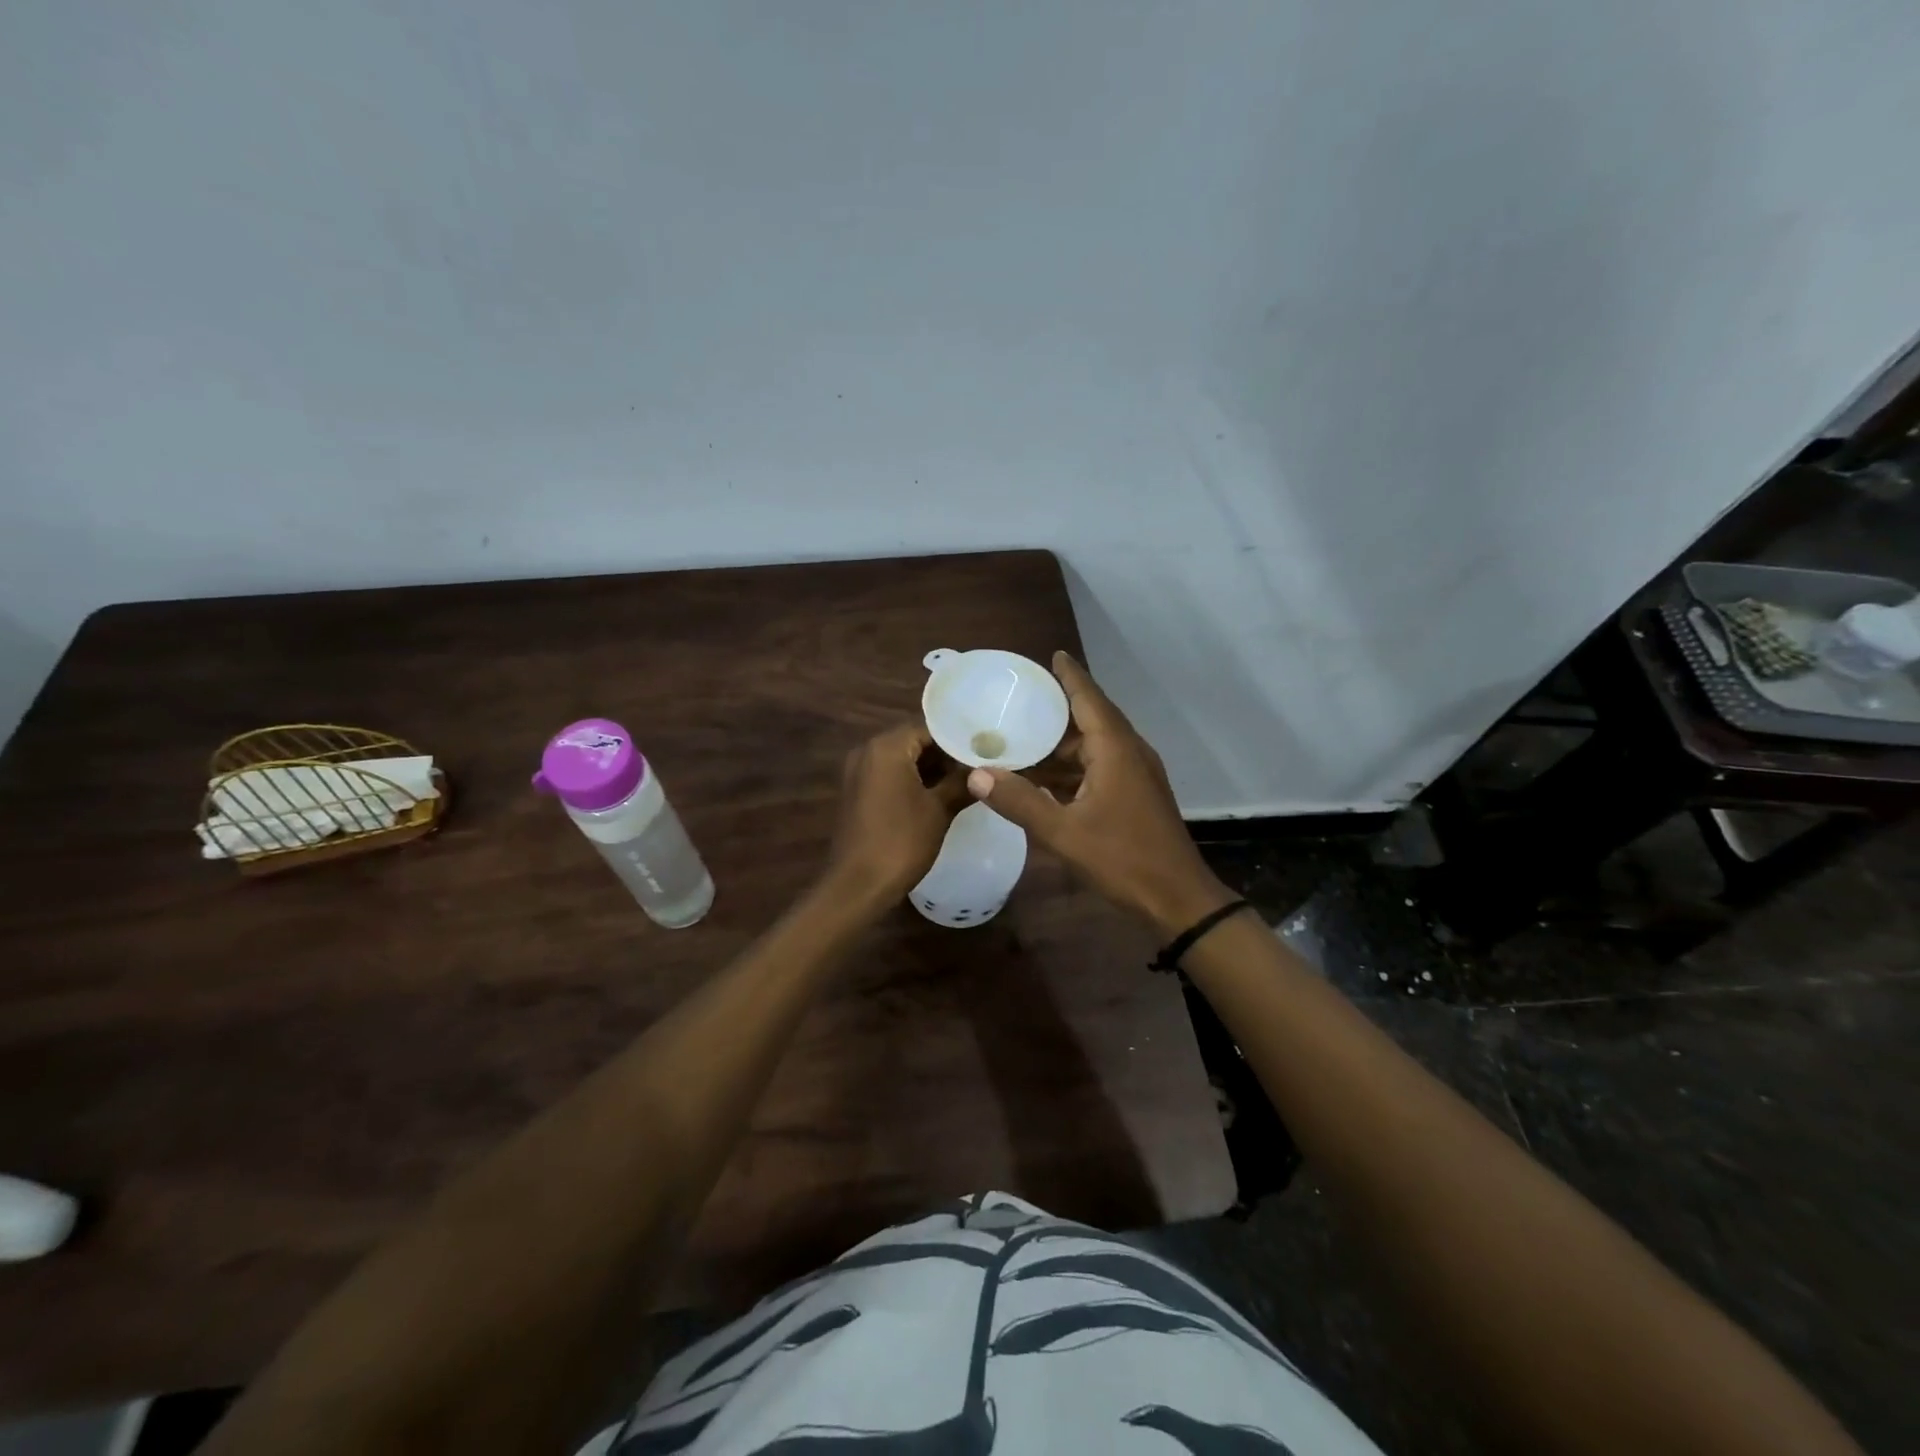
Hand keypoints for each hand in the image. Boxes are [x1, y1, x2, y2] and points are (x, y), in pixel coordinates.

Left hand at [824, 722, 967, 907]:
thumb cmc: (901, 842)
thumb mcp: (939, 810)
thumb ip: (962, 783)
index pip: (929, 727)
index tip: (985, 750)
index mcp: (887, 747)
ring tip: (966, 782)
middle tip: (979, 766)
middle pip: (914, 741)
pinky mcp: (857, 793)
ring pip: (902, 759)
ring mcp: (858, 772)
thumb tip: (985, 771)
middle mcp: (868, 751)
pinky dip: (913, 781)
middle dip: (946, 754)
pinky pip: (889, 775)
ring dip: (931, 768)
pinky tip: (939, 796)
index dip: (958, 738)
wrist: (857, 885)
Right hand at [966, 653, 1233, 934]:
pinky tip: (1046, 779)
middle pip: (1091, 719)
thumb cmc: (1123, 859)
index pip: (1089, 698)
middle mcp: (1129, 752)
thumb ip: (1020, 802)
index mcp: (1116, 749)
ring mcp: (1137, 775)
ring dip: (1062, 744)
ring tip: (1022, 737)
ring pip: (1095, 746)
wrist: (1178, 898)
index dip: (1070, 676)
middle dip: (1058, 708)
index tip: (1052, 654)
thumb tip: (977, 774)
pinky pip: (1101, 766)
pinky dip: (1074, 767)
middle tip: (1019, 700)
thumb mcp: (1063, 832)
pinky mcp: (1137, 795)